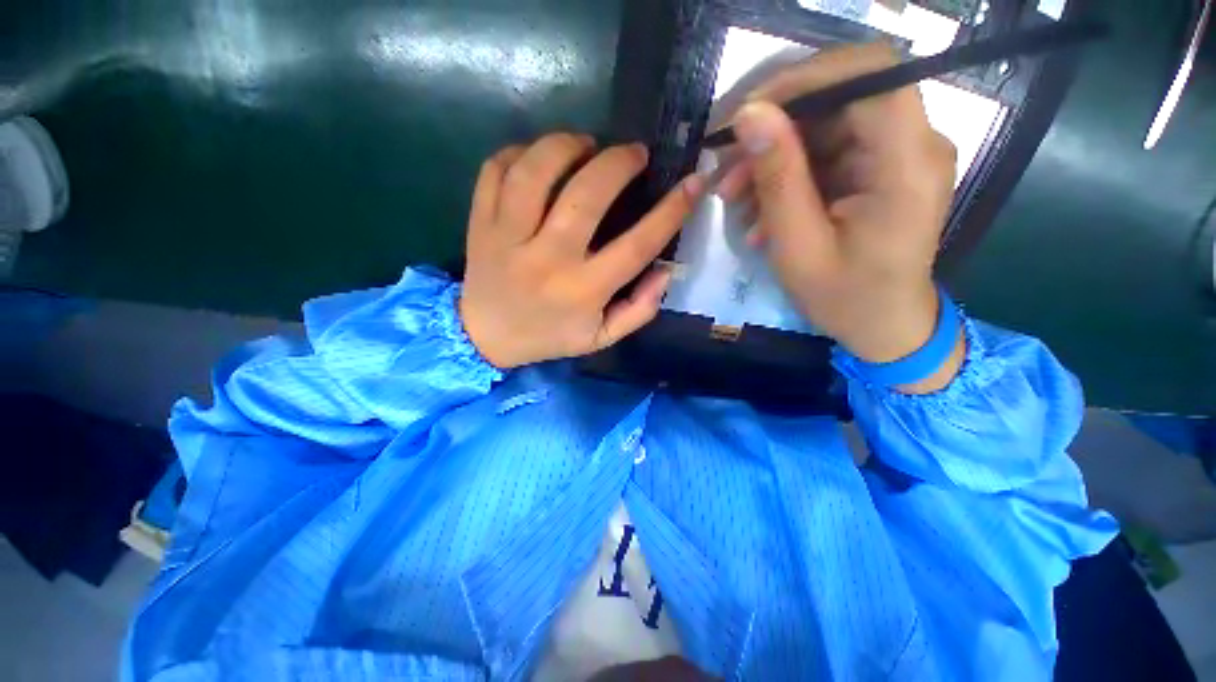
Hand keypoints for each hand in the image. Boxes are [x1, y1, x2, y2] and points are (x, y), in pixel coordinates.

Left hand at [460, 134, 702, 368]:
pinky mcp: (481, 223)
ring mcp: (508, 237)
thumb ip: (640, 309)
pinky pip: (496, 170)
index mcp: (583, 291)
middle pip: (586, 196)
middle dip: (618, 162)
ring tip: (586, 145)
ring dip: (567, 145)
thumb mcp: (602, 338)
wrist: (486, 337)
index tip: (693, 182)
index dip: (671, 211)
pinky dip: (521, 151)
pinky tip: (539, 157)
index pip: (636, 245)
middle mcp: (548, 260)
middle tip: (634, 154)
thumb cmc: (550, 336)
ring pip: (536, 172)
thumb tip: (665, 269)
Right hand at [717, 42, 963, 391]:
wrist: (885, 327)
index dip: (803, 79)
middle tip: (726, 171)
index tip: (747, 115)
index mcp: (907, 162)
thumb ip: (778, 177)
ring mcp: (898, 155)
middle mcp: (914, 143)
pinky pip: (828, 152)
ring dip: (773, 156)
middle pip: (840, 97)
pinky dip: (788, 174)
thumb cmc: (844, 298)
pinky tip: (760, 210)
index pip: (867, 73)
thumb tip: (749, 114)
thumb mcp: (798, 245)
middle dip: (774, 128)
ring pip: (826, 125)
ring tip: (734, 198)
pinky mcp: (880, 169)